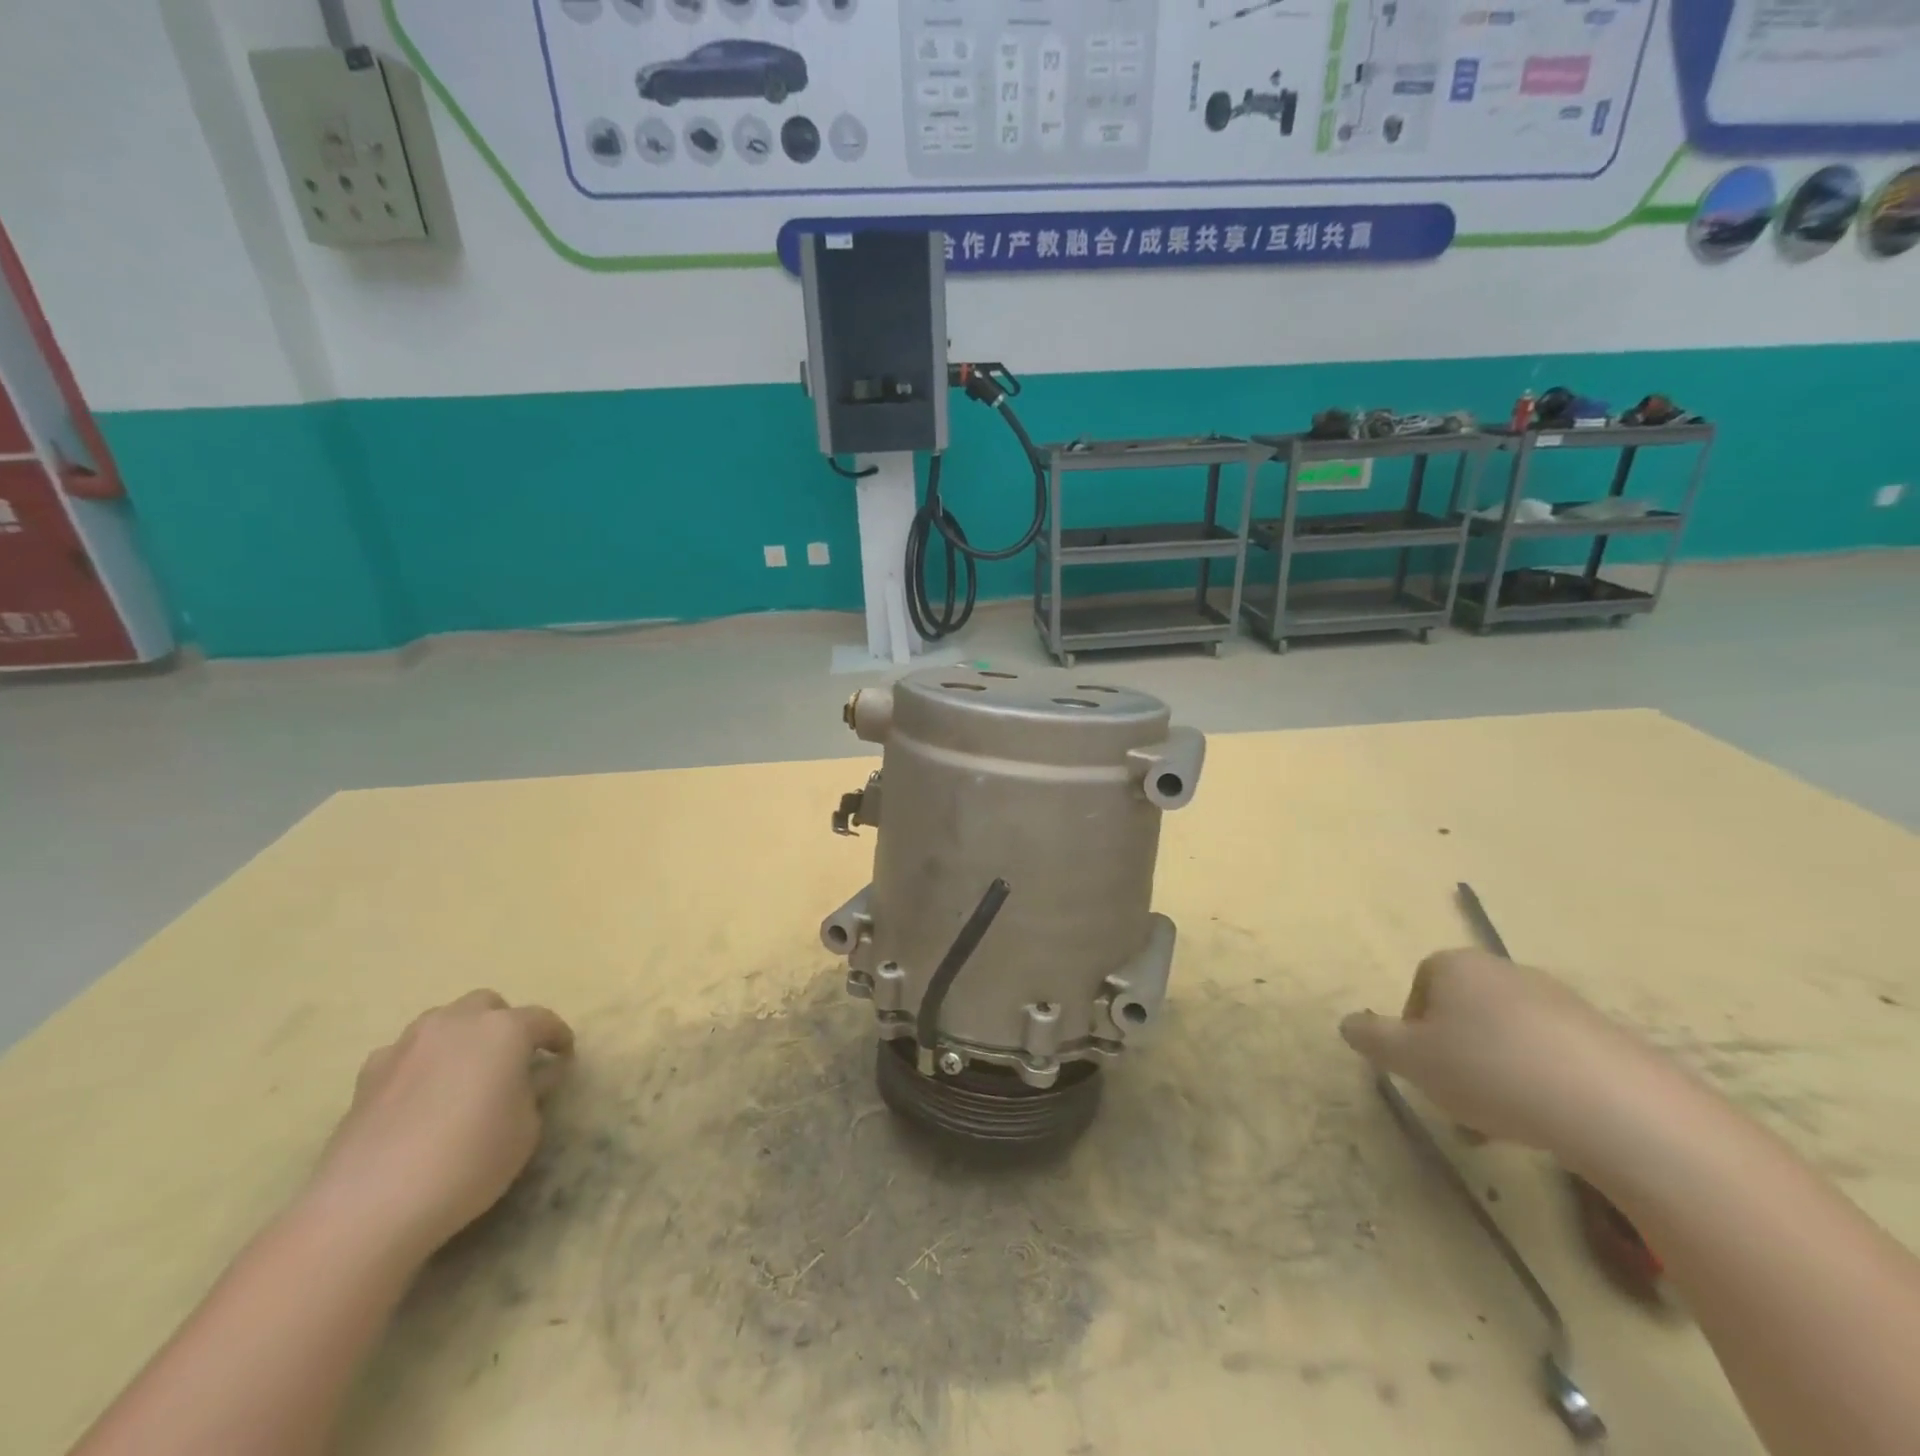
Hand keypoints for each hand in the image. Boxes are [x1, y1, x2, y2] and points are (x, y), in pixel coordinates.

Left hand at [306, 990, 574, 1260]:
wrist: (368, 1207)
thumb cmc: (468, 1160)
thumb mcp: (526, 1130)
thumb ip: (534, 1093)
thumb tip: (532, 1077)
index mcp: (504, 1030)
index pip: (543, 1020)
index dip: (558, 1038)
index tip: (565, 1057)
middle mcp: (457, 1023)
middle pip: (488, 1006)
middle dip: (504, 1025)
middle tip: (512, 1061)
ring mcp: (407, 1045)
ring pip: (443, 1022)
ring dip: (461, 1038)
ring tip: (464, 1075)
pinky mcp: (367, 1075)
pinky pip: (406, 1054)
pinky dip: (421, 1065)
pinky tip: (421, 1097)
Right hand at [1341, 948, 1670, 1156]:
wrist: (1617, 1108)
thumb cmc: (1491, 1070)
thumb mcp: (1410, 1059)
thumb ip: (1372, 1038)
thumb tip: (1348, 1023)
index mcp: (1455, 965)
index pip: (1420, 989)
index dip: (1414, 1032)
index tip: (1424, 1071)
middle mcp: (1505, 971)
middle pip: (1464, 1013)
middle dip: (1456, 1056)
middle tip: (1459, 1101)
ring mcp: (1560, 1001)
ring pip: (1508, 1037)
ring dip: (1497, 1074)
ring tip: (1505, 1124)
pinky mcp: (1605, 1037)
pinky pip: (1554, 1057)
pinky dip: (1542, 1084)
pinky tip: (1549, 1122)